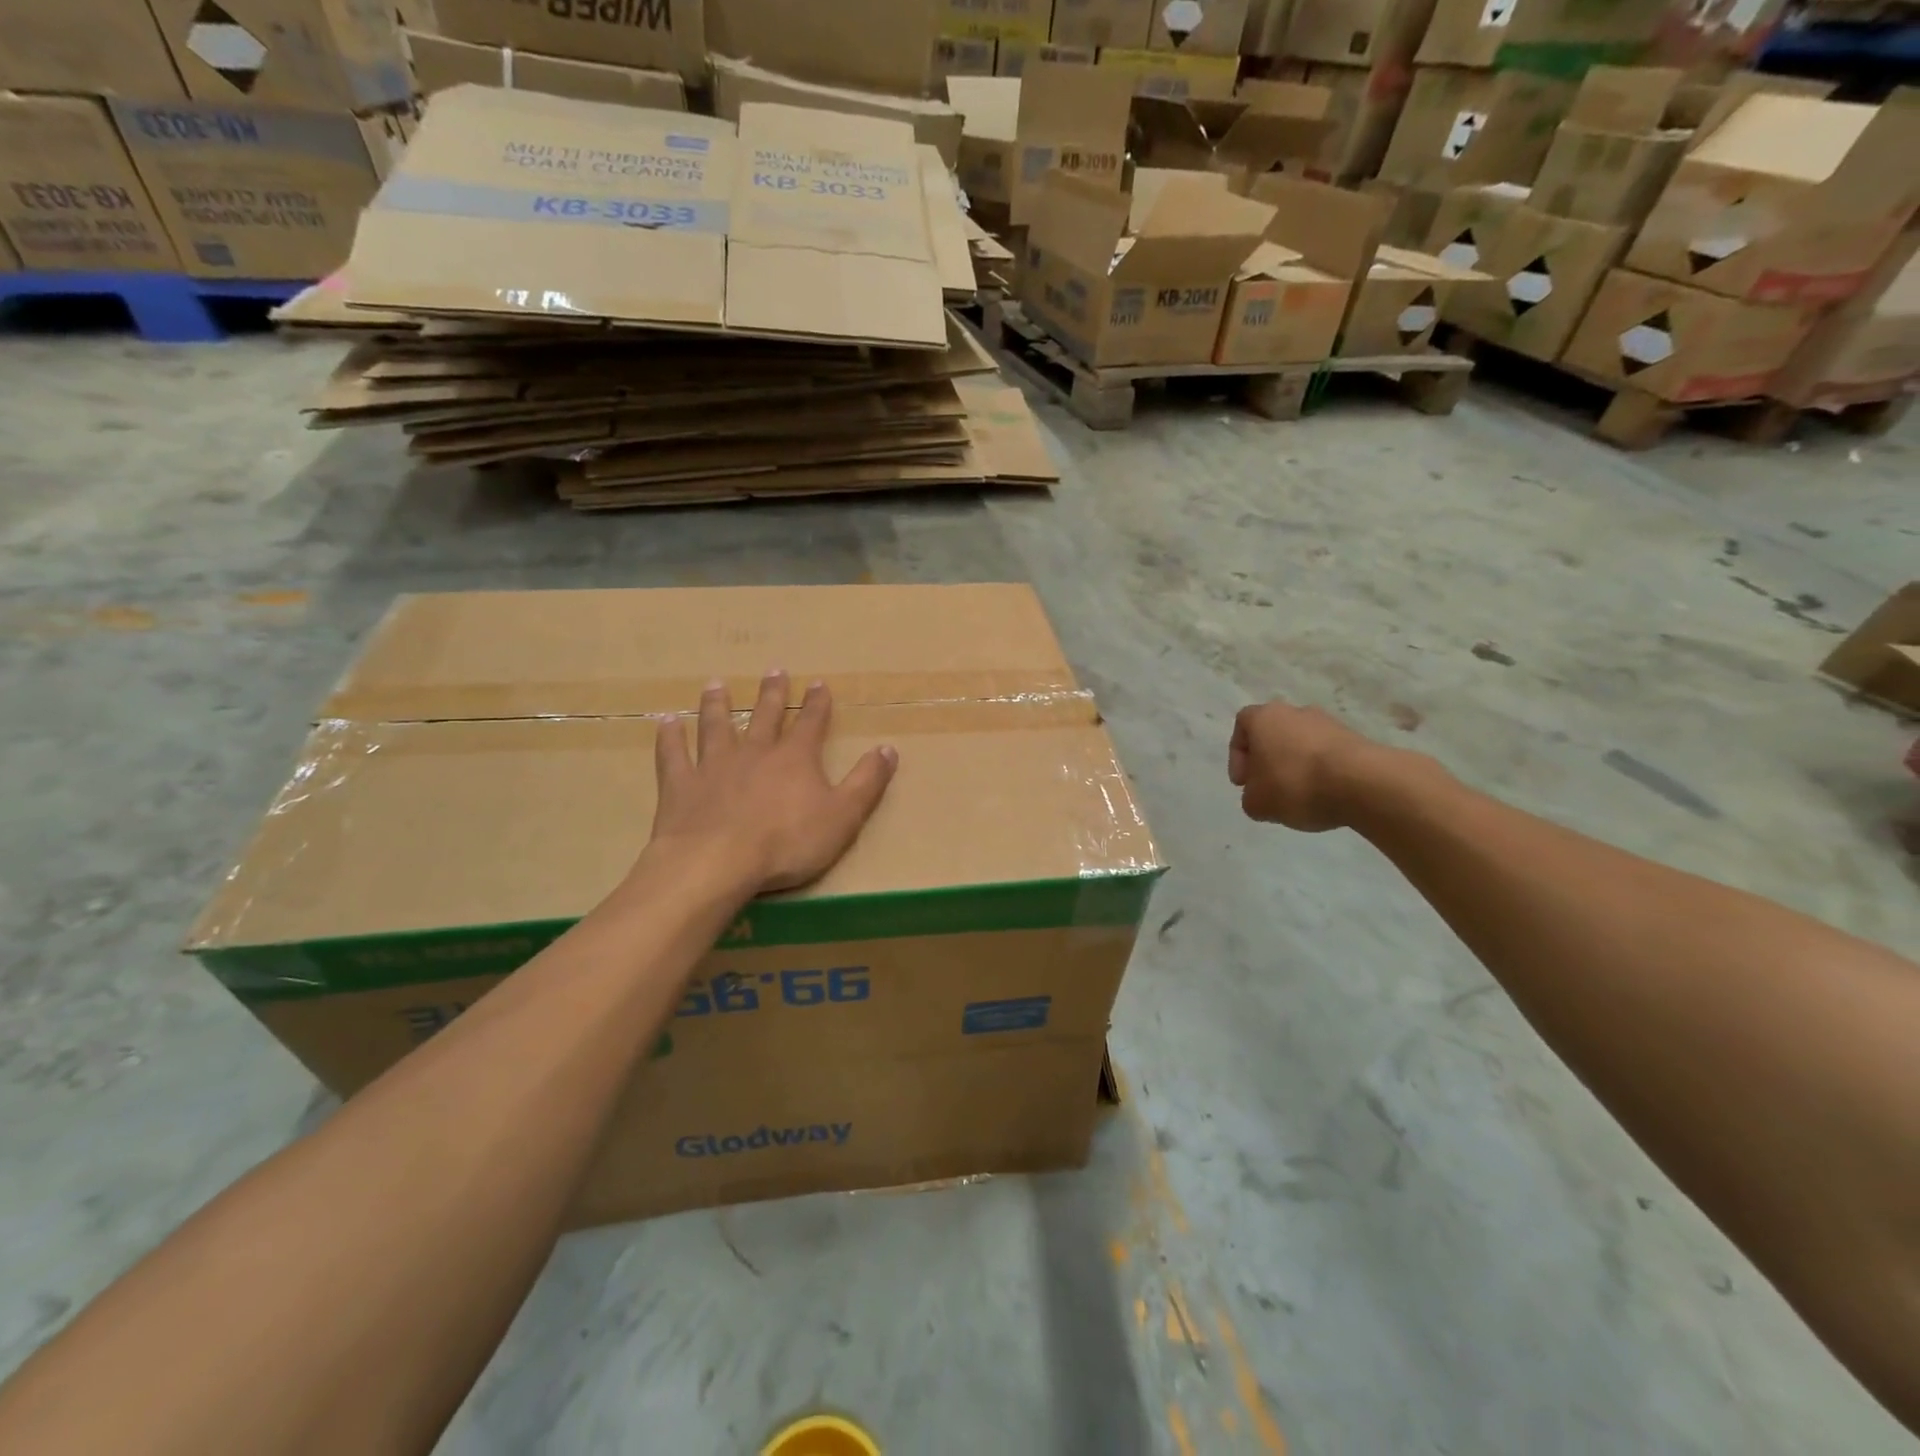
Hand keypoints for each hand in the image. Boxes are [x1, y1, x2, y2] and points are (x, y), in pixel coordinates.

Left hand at [649, 670, 897, 893]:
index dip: (817, 703)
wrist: (717, 863)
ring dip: (717, 705)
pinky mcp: (681, 785)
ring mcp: (714, 765)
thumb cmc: (787, 842)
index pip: (811, 722)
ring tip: (716, 685)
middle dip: (772, 693)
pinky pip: (673, 754)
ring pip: (716, 726)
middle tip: (774, 671)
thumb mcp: (843, 815)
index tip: (818, 683)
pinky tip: (667, 722)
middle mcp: (754, 751)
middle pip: (765, 716)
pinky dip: (670, 737)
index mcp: (795, 758)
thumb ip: (867, 781)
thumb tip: (888, 748)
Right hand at [1228, 700, 1385, 831]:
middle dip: (1268, 761)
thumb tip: (1262, 794)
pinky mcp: (1356, 740)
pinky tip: (1324, 795)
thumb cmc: (1295, 784)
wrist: (1362, 782)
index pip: (1242, 725)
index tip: (1244, 782)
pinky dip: (1321, 773)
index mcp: (1264, 717)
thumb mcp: (1256, 803)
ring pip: (1302, 744)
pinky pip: (1328, 756)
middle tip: (1269, 788)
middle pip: (1274, 734)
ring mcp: (1329, 723)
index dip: (1238, 755)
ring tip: (1300, 796)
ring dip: (1296, 767)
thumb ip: (1251, 797)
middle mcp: (1296, 711)